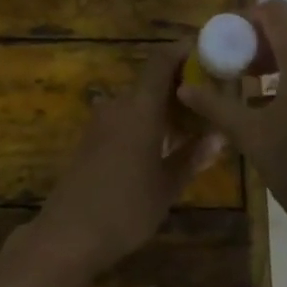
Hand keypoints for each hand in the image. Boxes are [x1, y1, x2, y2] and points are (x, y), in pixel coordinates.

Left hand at [28, 45, 226, 280]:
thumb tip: (218, 136)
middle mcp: (118, 106)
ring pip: (138, 102)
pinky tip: (162, 146)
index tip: (207, 52)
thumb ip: (192, 156)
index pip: (161, 61)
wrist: (67, 234)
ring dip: (163, 108)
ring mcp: (101, 122)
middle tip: (210, 101)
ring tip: (192, 127)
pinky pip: (125, 118)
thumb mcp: (167, 186)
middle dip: (180, 87)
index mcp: (140, 108)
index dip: (182, 51)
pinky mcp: (91, 140)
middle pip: (151, 82)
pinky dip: (146, 122)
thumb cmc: (125, 208)